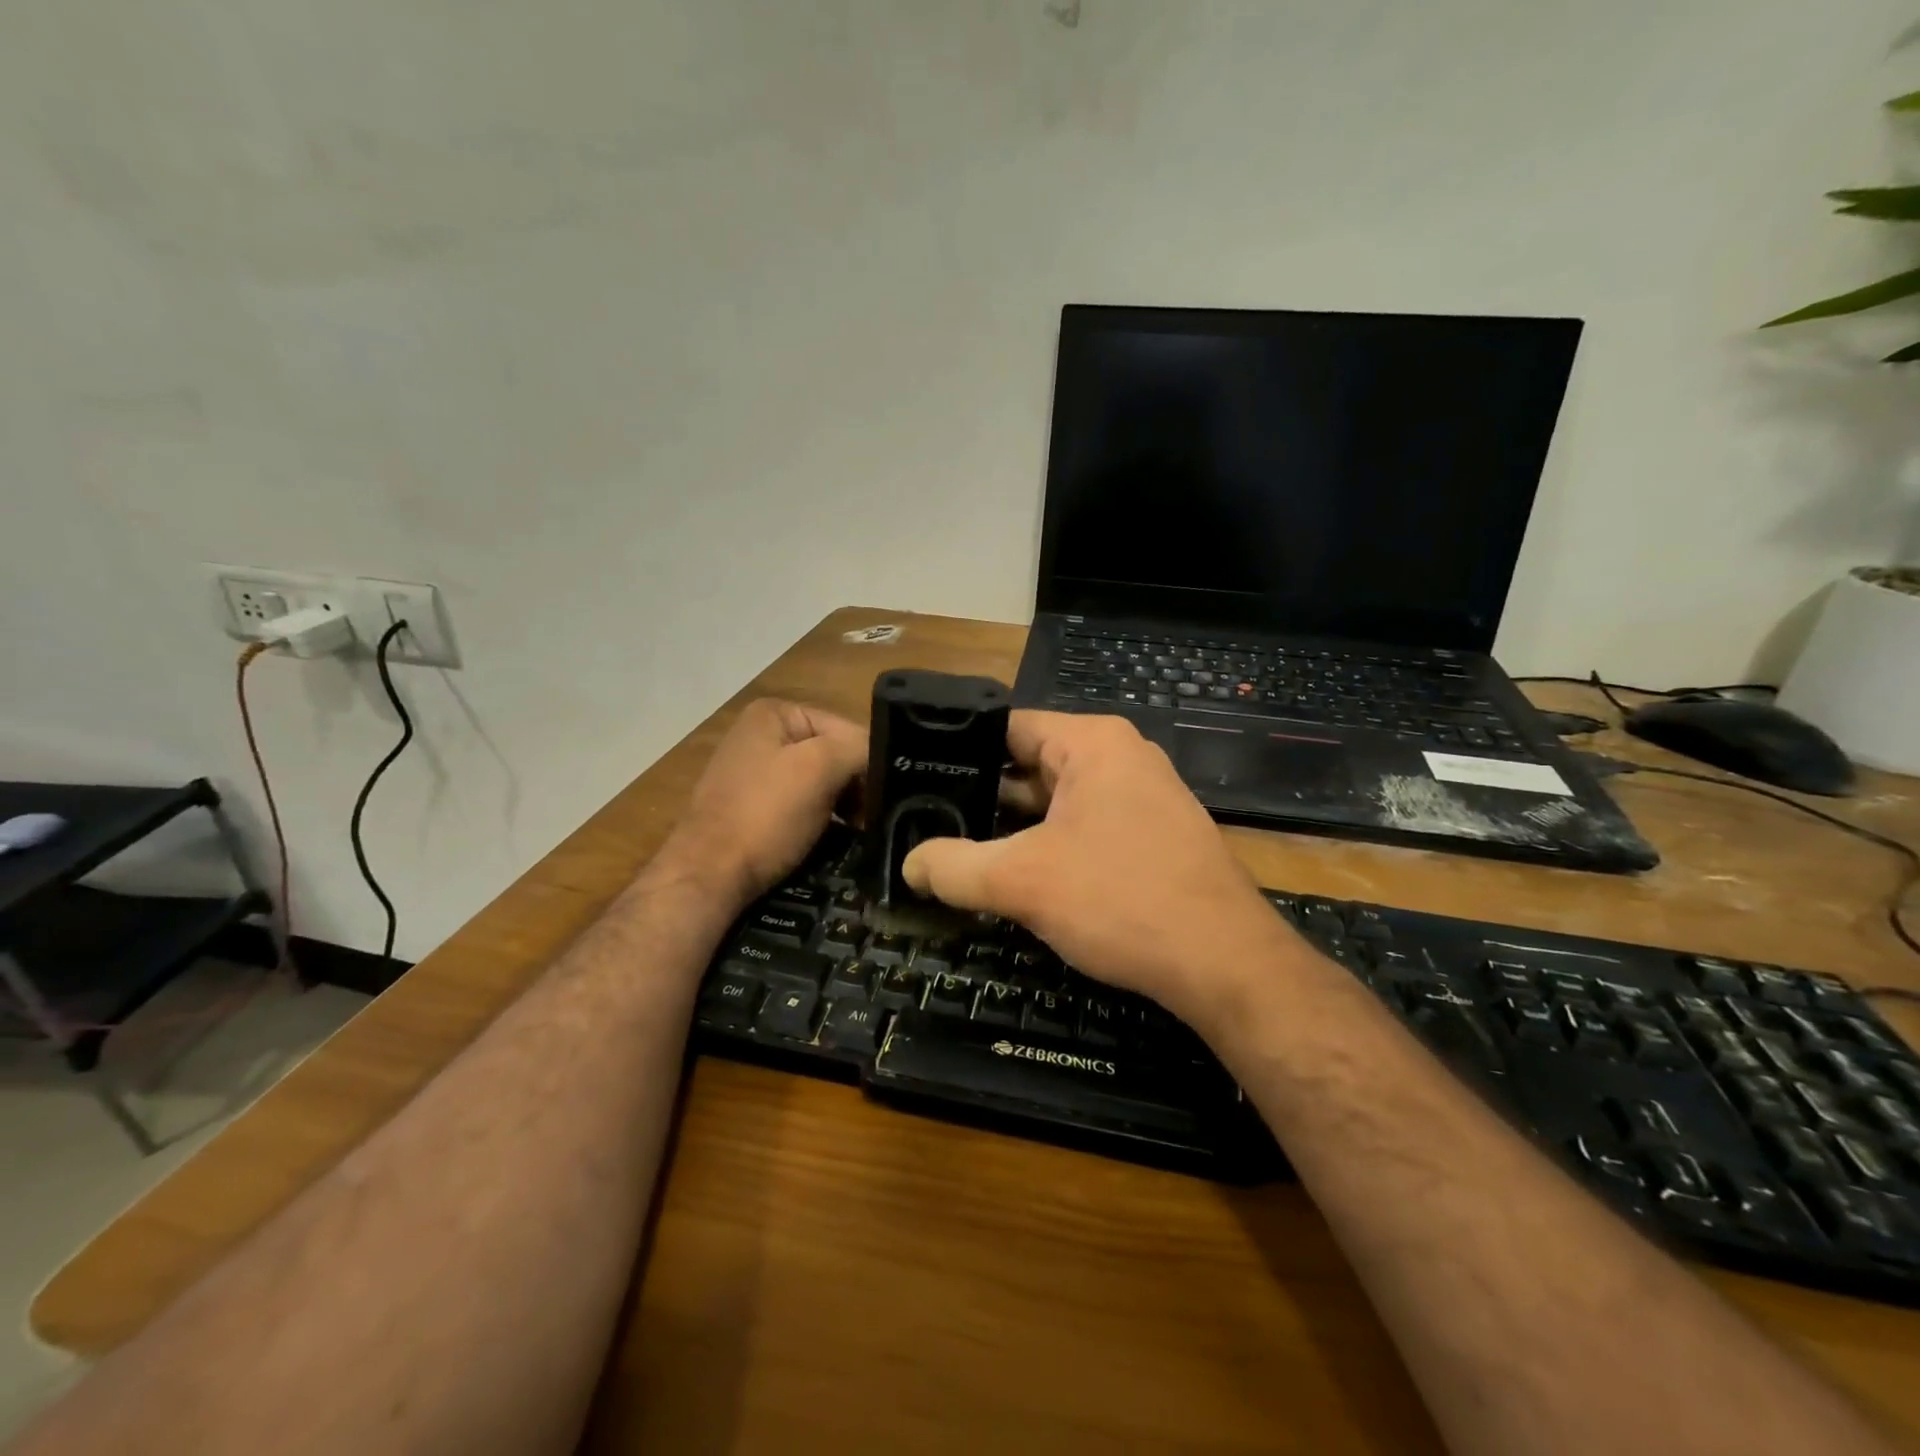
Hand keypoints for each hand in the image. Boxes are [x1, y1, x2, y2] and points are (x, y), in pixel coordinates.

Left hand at [658, 699, 866, 910]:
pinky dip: (820, 819)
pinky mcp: (751, 807)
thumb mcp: (821, 768)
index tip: (886, 797)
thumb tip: (883, 757)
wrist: (709, 875)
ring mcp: (753, 772)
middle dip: (855, 784)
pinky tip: (832, 838)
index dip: (869, 760)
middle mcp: (760, 735)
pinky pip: (799, 804)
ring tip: (859, 831)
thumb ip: (859, 749)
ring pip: (818, 781)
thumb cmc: (766, 814)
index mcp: (774, 713)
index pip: (845, 728)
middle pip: (831, 753)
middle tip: (873, 818)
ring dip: (842, 805)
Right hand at [900, 711, 1300, 1028]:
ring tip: (961, 849)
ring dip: (1016, 827)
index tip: (918, 778)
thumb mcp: (1023, 882)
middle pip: (1032, 764)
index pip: (1008, 727)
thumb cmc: (1121, 899)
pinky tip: (1019, 875)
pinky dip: (1051, 844)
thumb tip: (909, 864)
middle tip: (928, 820)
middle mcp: (1121, 757)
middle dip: (984, 796)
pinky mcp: (1154, 834)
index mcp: (1092, 742)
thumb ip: (954, 867)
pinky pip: (1086, 826)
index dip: (959, 751)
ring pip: (1058, 801)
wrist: (1225, 963)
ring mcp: (1143, 796)